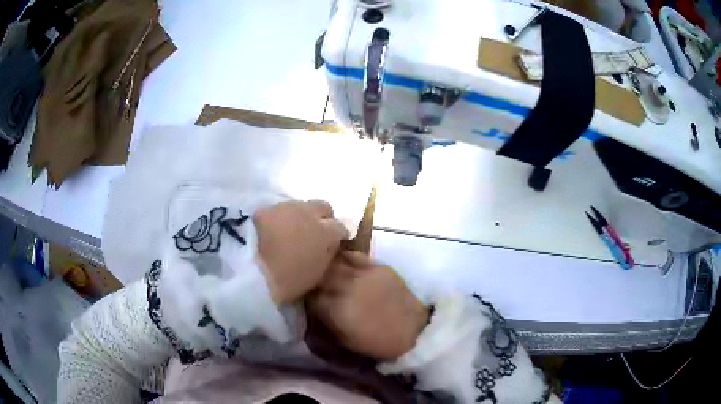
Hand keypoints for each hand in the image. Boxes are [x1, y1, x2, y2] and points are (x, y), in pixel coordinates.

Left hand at [254, 200, 347, 304]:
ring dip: (298, 216)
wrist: (254, 272)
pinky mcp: (267, 208)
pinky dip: (277, 218)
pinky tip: (269, 230)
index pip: (340, 227)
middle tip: (312, 232)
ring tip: (288, 231)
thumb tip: (326, 248)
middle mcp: (311, 213)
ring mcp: (288, 207)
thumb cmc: (290, 283)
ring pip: (299, 206)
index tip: (330, 244)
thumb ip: (326, 254)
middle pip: (323, 207)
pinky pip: (277, 210)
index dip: (336, 235)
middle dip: (321, 217)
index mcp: (328, 234)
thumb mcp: (318, 273)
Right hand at [308, 251, 429, 360]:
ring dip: (325, 263)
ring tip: (320, 264)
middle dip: (312, 276)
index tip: (303, 294)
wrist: (413, 330)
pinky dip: (344, 256)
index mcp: (336, 310)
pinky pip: (355, 255)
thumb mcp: (346, 340)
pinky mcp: (377, 267)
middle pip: (319, 274)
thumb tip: (313, 306)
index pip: (310, 295)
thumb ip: (326, 321)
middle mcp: (346, 288)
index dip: (305, 294)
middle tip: (309, 278)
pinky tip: (339, 257)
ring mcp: (363, 274)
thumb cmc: (377, 341)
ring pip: (334, 261)